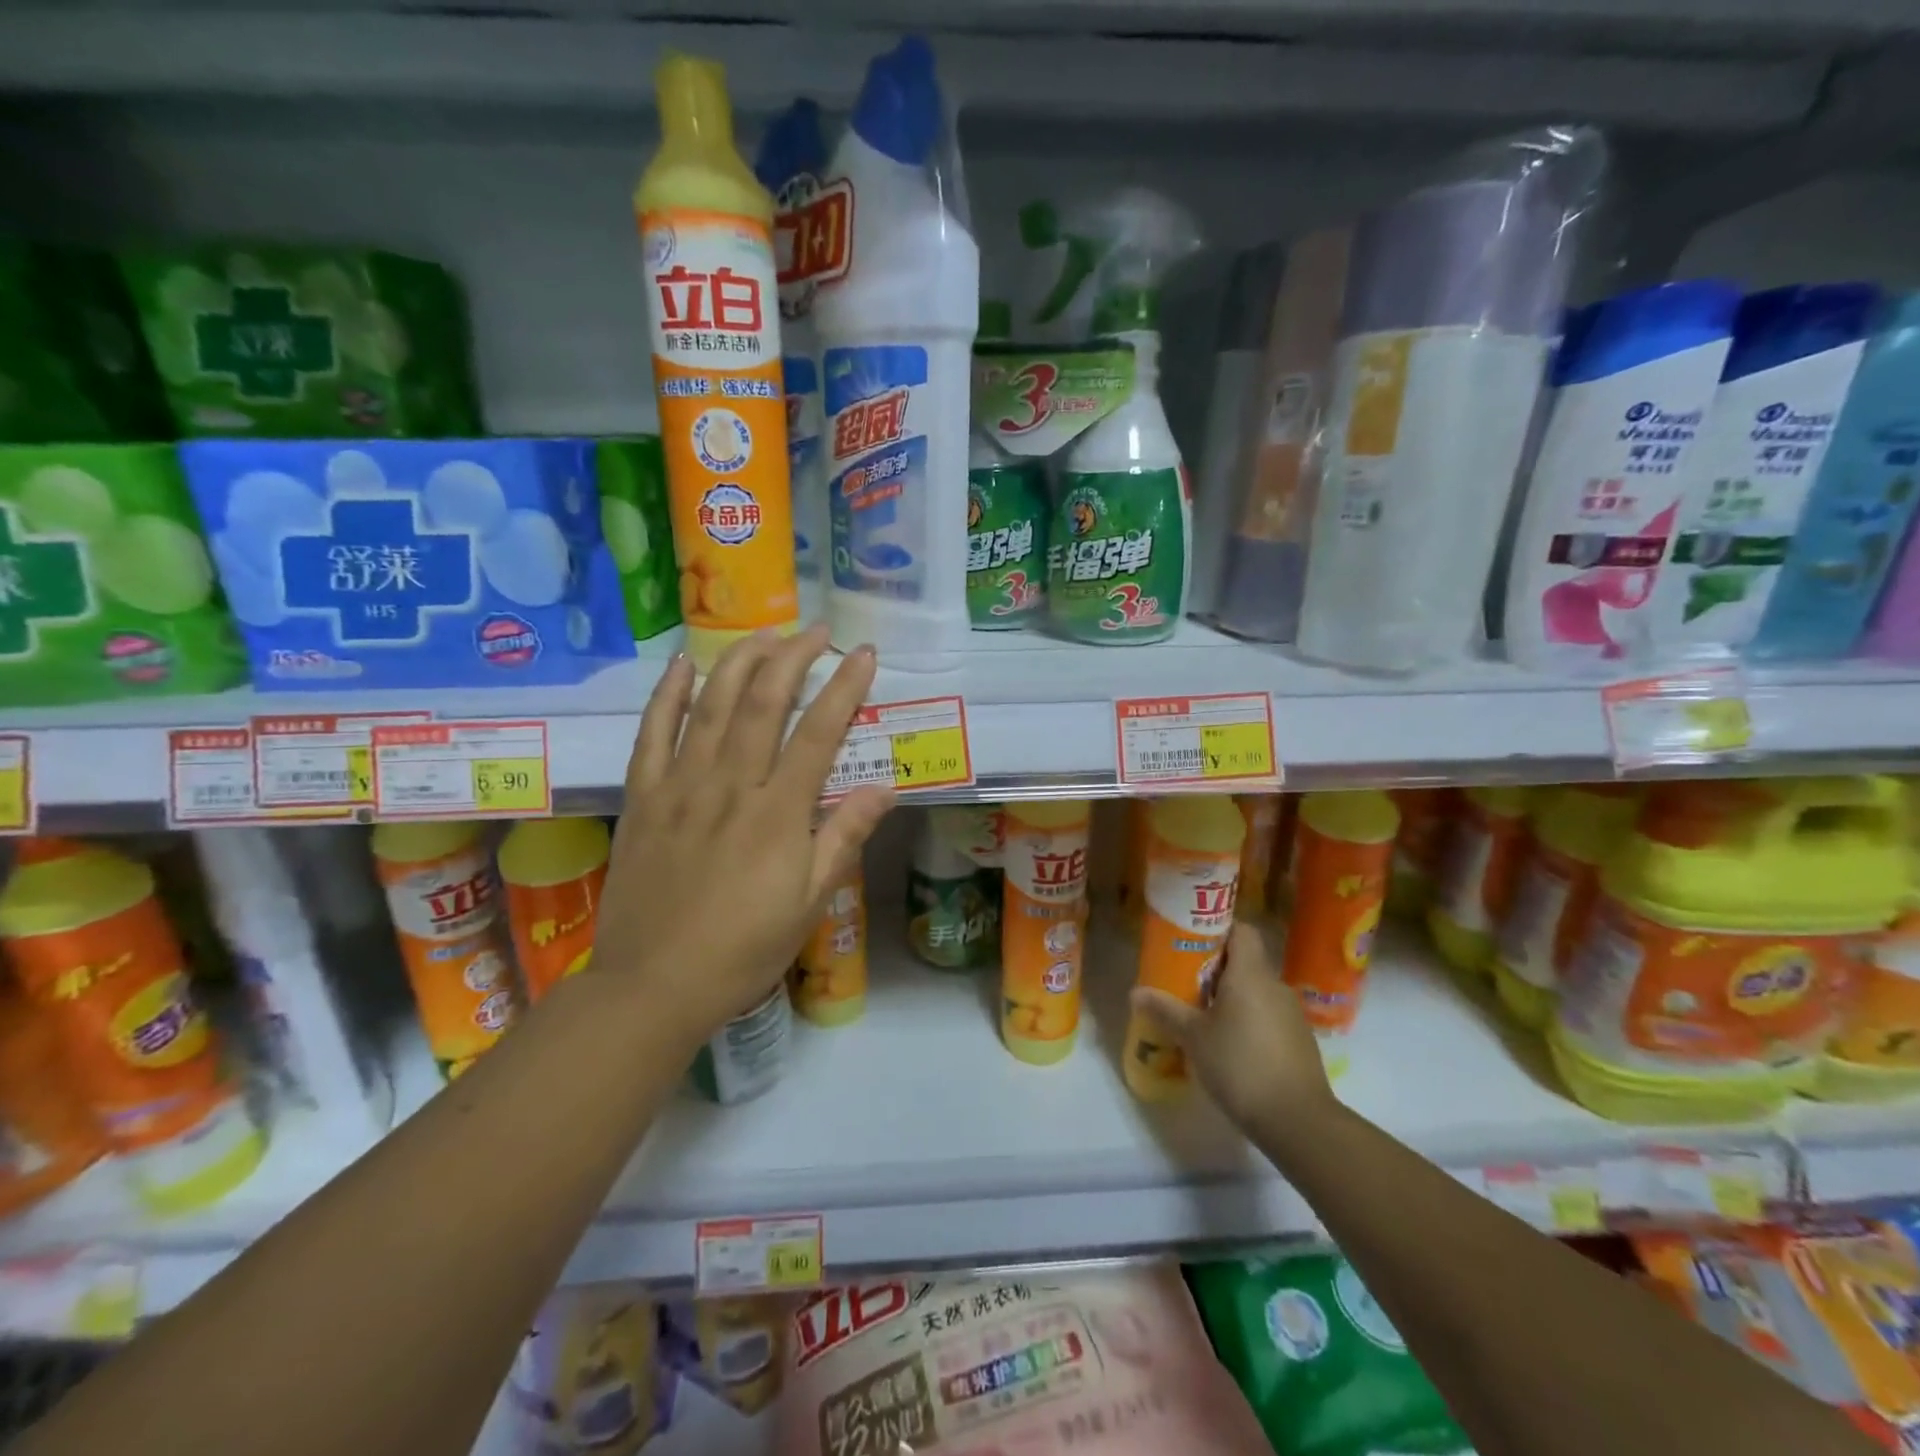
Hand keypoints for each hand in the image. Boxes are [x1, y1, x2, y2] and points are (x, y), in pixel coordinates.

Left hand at [593, 626, 893, 1049]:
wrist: (652, 985)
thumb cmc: (742, 950)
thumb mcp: (808, 903)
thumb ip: (843, 838)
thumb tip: (884, 789)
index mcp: (777, 813)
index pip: (819, 733)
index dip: (845, 688)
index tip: (865, 655)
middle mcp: (730, 786)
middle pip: (763, 704)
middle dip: (793, 658)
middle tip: (815, 631)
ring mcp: (680, 787)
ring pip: (711, 706)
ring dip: (740, 662)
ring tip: (764, 633)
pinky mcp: (643, 799)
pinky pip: (652, 734)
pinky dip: (668, 694)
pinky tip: (684, 664)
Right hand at [1129, 920, 1337, 1146]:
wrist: (1298, 1120)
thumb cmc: (1240, 1065)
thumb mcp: (1193, 1037)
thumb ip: (1165, 1010)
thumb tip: (1136, 992)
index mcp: (1250, 974)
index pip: (1241, 930)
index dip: (1217, 930)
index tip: (1192, 942)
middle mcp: (1274, 985)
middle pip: (1245, 961)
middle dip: (1216, 969)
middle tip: (1186, 982)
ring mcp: (1292, 1014)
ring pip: (1257, 991)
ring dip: (1232, 998)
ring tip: (1203, 1016)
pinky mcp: (1299, 1041)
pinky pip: (1268, 1016)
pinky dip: (1249, 1021)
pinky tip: (1230, 1046)